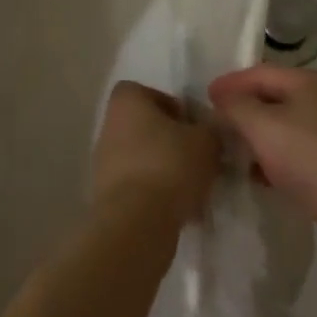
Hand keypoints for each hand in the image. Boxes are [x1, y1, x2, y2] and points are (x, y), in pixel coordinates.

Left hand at [92, 81, 219, 226]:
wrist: (136, 223)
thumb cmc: (170, 165)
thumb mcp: (207, 140)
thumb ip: (212, 128)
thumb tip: (212, 130)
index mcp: (127, 101)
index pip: (150, 93)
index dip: (174, 107)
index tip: (195, 127)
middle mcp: (110, 126)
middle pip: (147, 127)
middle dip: (173, 142)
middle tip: (199, 158)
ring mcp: (104, 162)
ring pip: (144, 159)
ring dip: (167, 170)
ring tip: (195, 188)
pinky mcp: (107, 196)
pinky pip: (139, 187)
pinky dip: (158, 195)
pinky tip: (182, 210)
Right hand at [208, 65, 316, 272]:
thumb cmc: (311, 157)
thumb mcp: (263, 125)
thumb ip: (236, 107)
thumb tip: (222, 99)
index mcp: (311, 82)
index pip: (262, 73)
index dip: (231, 83)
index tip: (205, 97)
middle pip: (274, 99)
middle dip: (243, 110)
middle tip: (213, 124)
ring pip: (284, 129)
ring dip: (256, 138)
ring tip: (228, 151)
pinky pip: (295, 155)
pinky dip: (273, 160)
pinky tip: (256, 176)